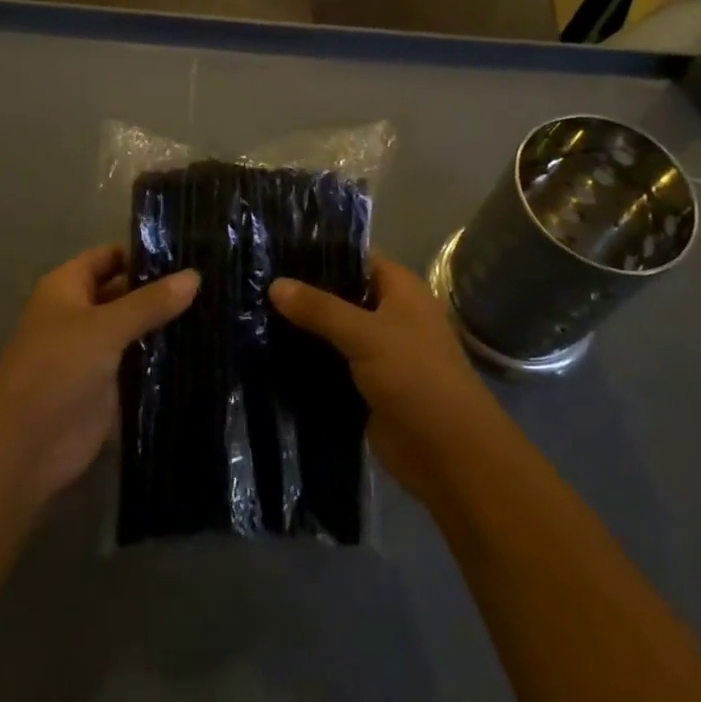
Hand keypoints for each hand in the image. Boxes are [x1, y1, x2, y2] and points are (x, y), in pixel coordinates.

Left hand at [0, 245, 197, 509]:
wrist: (26, 447)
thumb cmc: (56, 369)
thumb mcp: (105, 327)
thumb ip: (150, 302)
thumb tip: (195, 275)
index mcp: (68, 287)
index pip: (111, 256)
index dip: (145, 252)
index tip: (191, 250)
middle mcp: (81, 313)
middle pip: (125, 291)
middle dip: (161, 289)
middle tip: (212, 282)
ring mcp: (94, 351)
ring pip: (135, 328)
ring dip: (165, 324)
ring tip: (217, 311)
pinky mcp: (107, 386)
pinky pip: (139, 363)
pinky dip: (162, 357)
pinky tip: (200, 350)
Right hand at [270, 254, 504, 504]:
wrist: (448, 454)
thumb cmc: (416, 377)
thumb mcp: (366, 334)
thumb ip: (319, 308)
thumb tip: (274, 284)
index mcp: (400, 289)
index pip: (356, 256)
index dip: (320, 251)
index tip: (276, 247)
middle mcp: (389, 314)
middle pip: (340, 293)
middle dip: (304, 291)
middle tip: (256, 279)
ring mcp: (377, 351)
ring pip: (332, 330)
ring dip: (302, 327)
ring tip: (252, 311)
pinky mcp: (365, 385)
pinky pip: (330, 363)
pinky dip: (306, 360)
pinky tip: (268, 350)